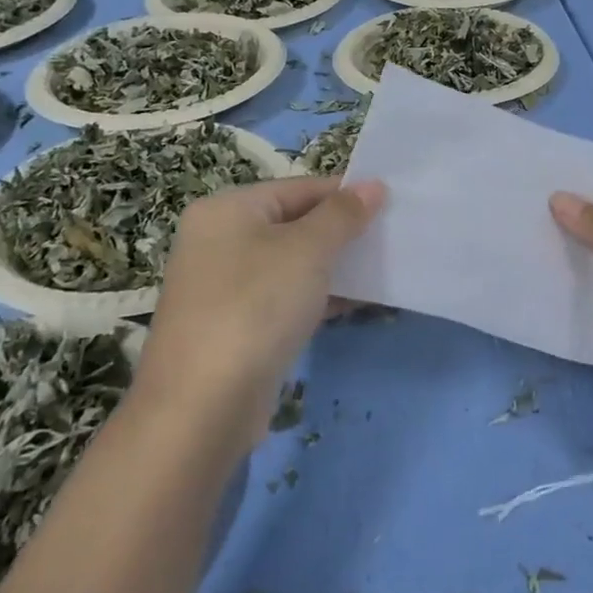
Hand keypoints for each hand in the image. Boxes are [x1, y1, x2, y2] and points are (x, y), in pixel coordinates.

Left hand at [137, 177, 384, 442]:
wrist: (202, 407)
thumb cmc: (256, 306)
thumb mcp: (308, 249)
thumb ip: (343, 214)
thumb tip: (373, 185)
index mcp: (227, 210)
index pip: (298, 188)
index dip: (345, 194)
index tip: (390, 206)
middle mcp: (218, 241)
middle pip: (293, 224)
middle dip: (341, 233)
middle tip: (389, 238)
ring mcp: (223, 288)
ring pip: (291, 264)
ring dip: (333, 267)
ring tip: (381, 270)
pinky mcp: (234, 327)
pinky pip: (283, 299)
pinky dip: (316, 298)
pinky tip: (354, 305)